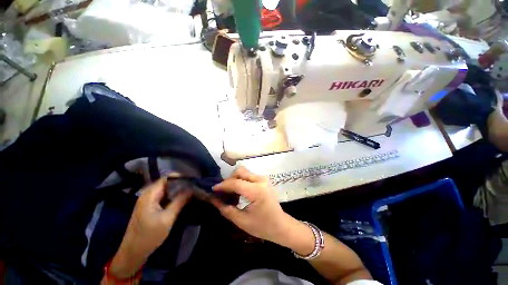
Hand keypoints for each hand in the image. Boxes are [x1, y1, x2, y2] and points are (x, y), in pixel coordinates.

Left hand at [109, 177, 190, 277]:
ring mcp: (148, 201)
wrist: (132, 253)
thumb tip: (192, 189)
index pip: (166, 178)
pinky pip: (163, 197)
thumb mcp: (168, 218)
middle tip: (194, 187)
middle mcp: (148, 194)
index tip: (192, 180)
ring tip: (190, 192)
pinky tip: (181, 200)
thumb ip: (180, 201)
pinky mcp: (149, 207)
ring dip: (177, 191)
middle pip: (167, 183)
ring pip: (166, 191)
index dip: (180, 177)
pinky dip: (172, 197)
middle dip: (180, 184)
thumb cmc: (149, 235)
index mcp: (150, 194)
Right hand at [211, 167, 300, 246]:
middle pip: (240, 171)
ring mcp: (264, 179)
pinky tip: (239, 192)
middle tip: (224, 192)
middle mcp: (261, 180)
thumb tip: (213, 200)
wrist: (281, 225)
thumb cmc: (263, 226)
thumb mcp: (242, 221)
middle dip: (229, 180)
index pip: (235, 183)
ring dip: (235, 180)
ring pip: (244, 172)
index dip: (222, 185)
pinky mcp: (264, 180)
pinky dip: (241, 181)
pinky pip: (249, 176)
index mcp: (256, 191)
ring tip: (231, 194)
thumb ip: (226, 209)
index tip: (213, 190)